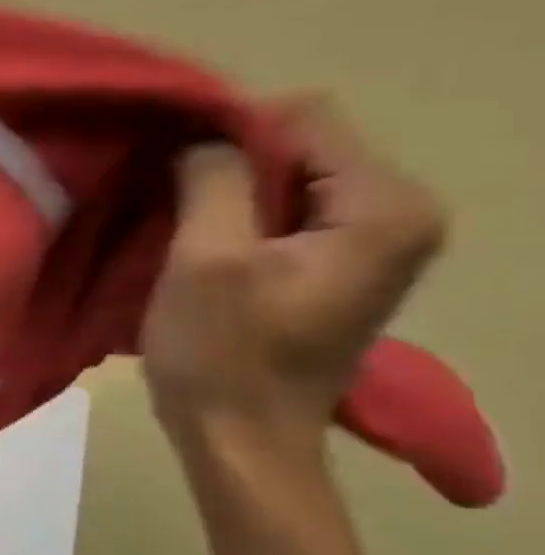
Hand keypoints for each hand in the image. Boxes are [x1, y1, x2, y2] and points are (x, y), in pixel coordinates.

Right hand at [141, 96, 447, 453]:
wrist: (241, 438)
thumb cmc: (223, 353)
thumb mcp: (207, 258)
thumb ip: (212, 179)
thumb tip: (199, 132)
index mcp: (383, 206)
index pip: (304, 117)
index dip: (225, 125)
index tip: (160, 156)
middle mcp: (397, 212)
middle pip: (300, 144)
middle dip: (223, 157)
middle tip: (157, 189)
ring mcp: (370, 239)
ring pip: (285, 177)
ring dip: (221, 187)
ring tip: (165, 212)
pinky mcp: (335, 262)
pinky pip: (282, 209)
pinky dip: (231, 212)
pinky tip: (192, 237)